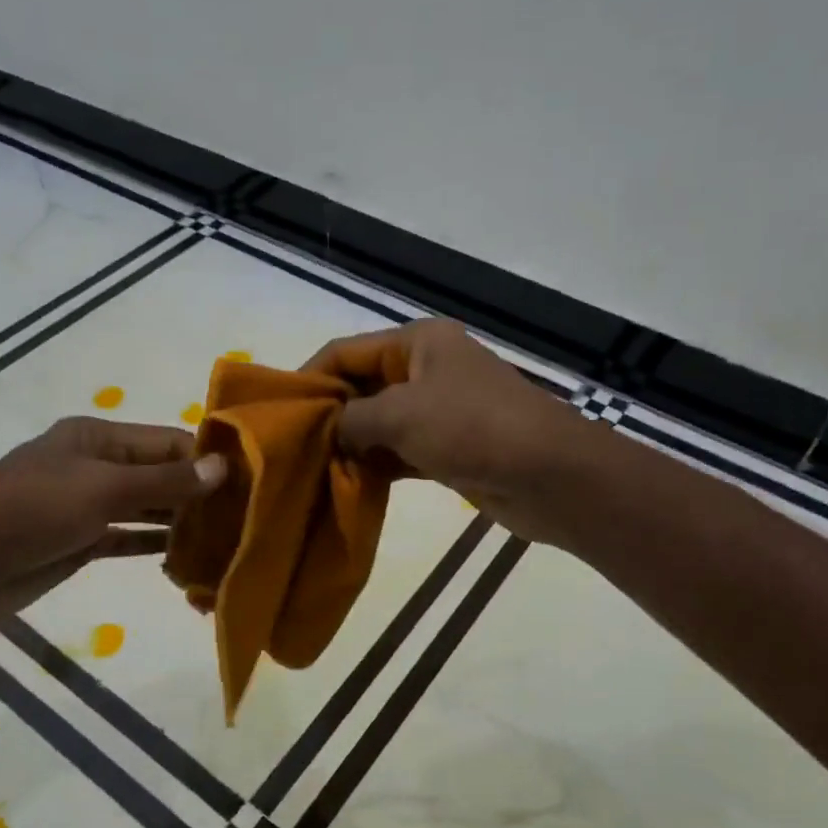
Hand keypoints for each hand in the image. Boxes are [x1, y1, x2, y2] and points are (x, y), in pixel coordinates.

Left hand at [0, 417, 226, 628]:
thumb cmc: (34, 512)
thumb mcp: (104, 489)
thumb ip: (165, 482)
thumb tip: (221, 467)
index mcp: (96, 437)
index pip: (165, 441)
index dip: (204, 459)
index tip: (247, 481)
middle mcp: (94, 465)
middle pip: (158, 474)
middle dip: (197, 493)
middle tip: (243, 515)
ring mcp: (87, 505)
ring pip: (146, 509)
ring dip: (180, 522)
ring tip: (225, 538)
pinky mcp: (80, 542)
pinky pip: (128, 538)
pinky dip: (154, 545)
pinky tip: (188, 557)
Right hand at [303, 320, 591, 541]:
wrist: (549, 476)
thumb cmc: (473, 428)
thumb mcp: (402, 414)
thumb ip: (353, 419)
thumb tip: (329, 432)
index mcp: (418, 342)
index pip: (347, 350)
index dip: (311, 377)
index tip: (278, 413)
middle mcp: (427, 370)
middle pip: (362, 386)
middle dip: (329, 415)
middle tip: (291, 448)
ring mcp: (439, 411)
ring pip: (380, 424)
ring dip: (351, 445)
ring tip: (311, 471)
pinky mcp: (448, 449)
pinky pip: (400, 453)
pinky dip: (376, 466)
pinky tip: (347, 485)